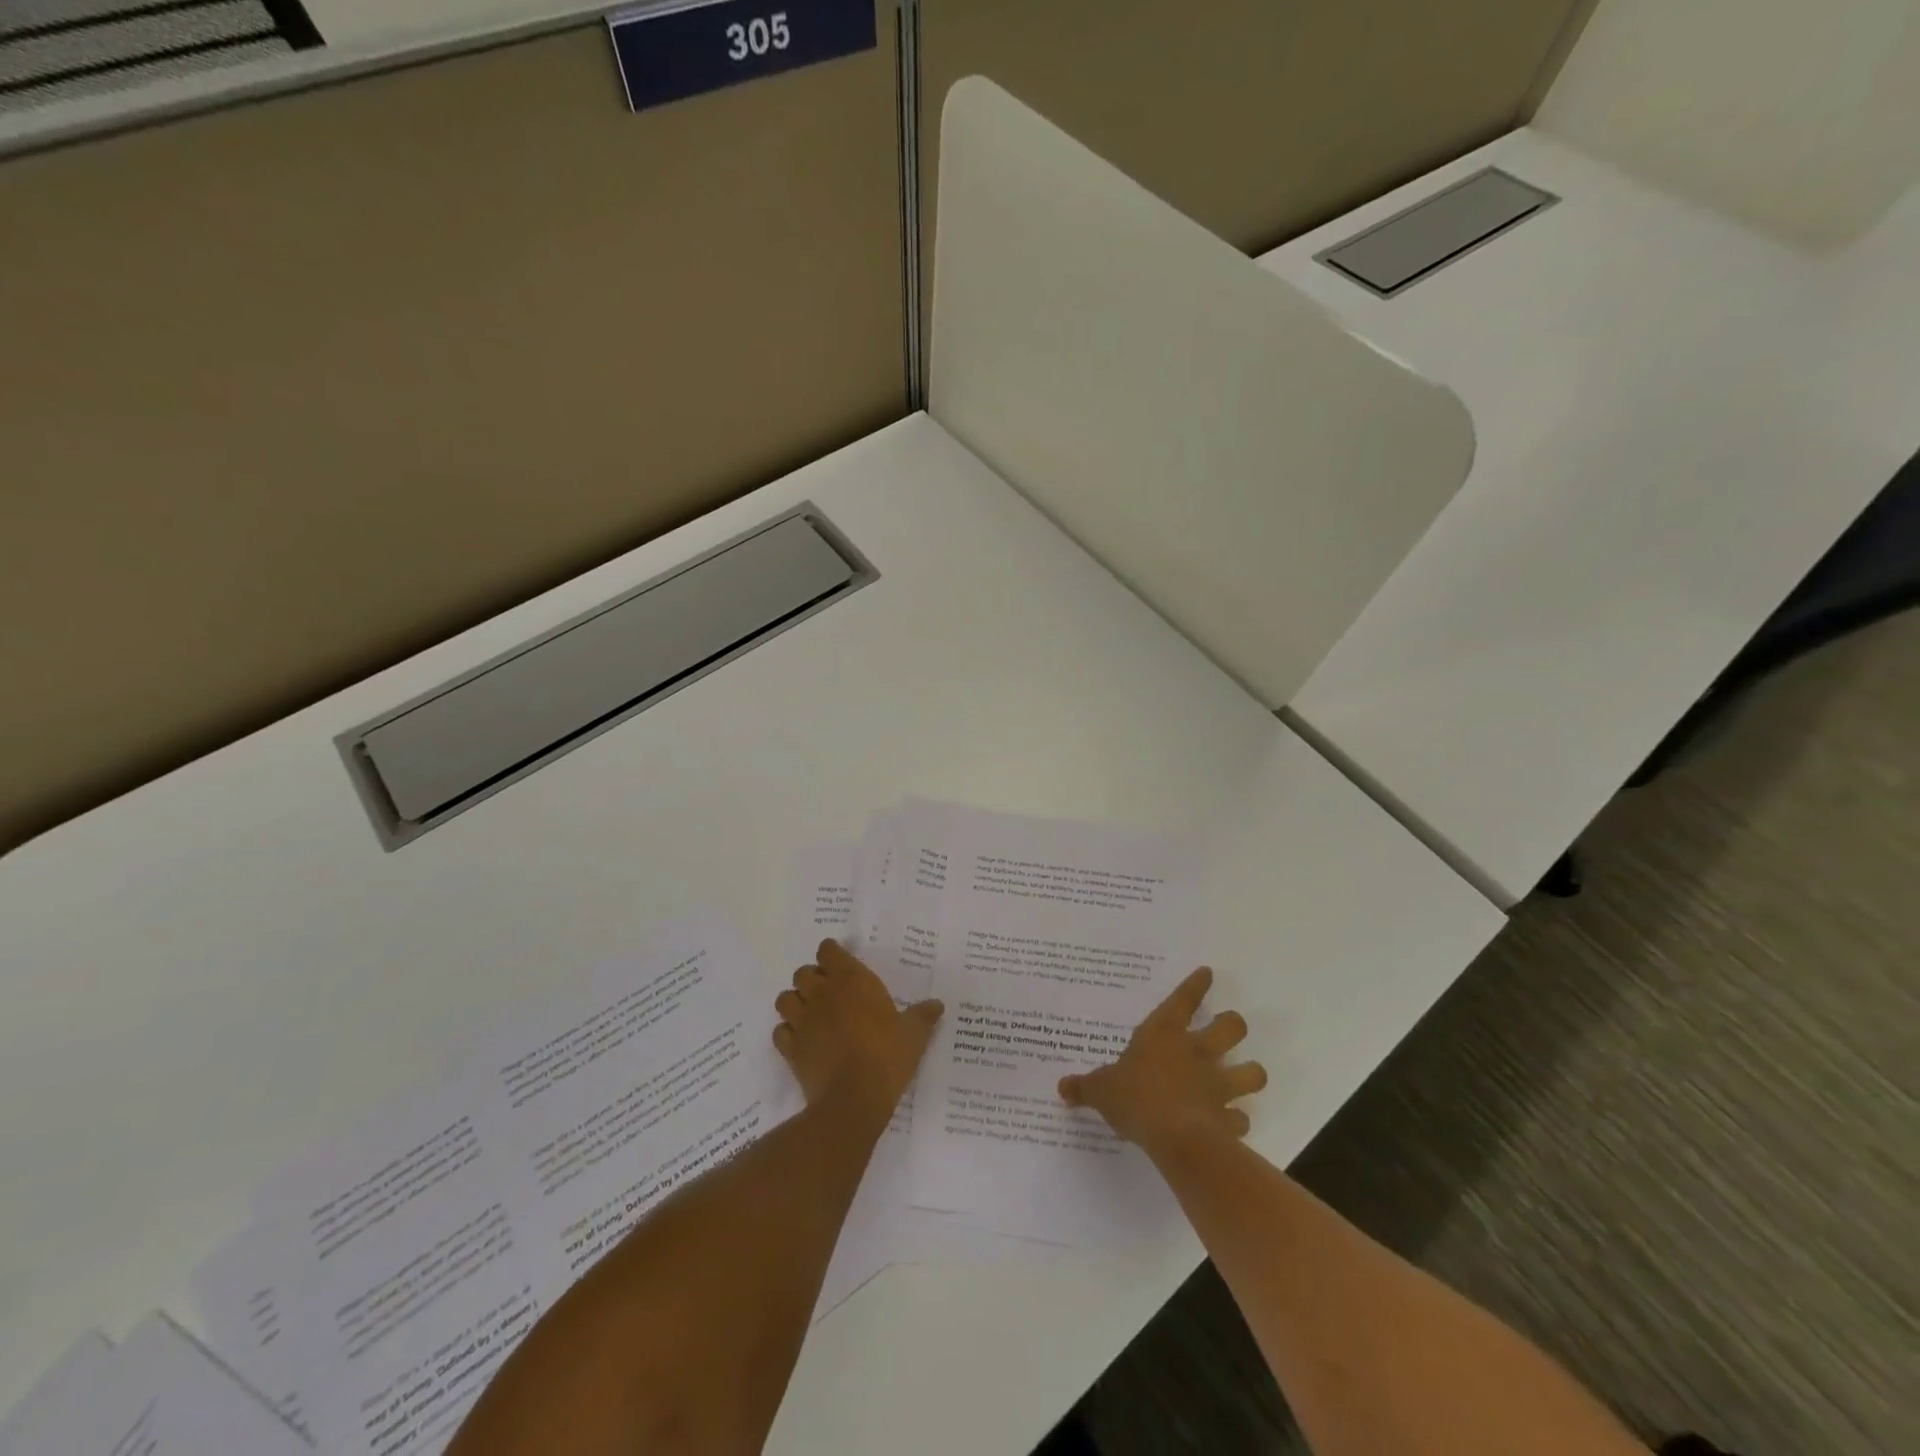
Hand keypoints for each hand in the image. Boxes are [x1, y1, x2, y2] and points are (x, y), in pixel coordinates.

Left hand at [774, 940, 943, 1119]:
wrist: (853, 1100)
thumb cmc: (886, 1057)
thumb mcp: (914, 1034)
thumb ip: (923, 1016)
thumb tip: (937, 1005)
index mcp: (851, 981)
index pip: (828, 950)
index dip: (832, 955)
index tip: (842, 965)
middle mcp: (822, 994)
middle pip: (803, 972)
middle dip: (813, 979)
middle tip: (830, 993)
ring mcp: (802, 1021)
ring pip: (785, 999)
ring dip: (795, 1002)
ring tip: (811, 1014)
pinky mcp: (790, 1049)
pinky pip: (780, 1032)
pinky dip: (787, 1033)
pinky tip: (802, 1041)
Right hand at [1058, 967, 1266, 1157]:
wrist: (1174, 1136)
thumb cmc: (1135, 1098)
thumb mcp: (1101, 1089)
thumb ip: (1085, 1087)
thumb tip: (1062, 1087)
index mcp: (1164, 1034)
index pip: (1183, 999)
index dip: (1196, 984)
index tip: (1208, 973)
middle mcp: (1197, 1052)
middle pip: (1231, 1026)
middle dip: (1233, 1024)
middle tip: (1228, 1028)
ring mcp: (1218, 1084)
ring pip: (1253, 1071)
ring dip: (1250, 1072)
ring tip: (1245, 1075)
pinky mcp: (1228, 1118)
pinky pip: (1241, 1118)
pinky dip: (1237, 1121)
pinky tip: (1230, 1124)